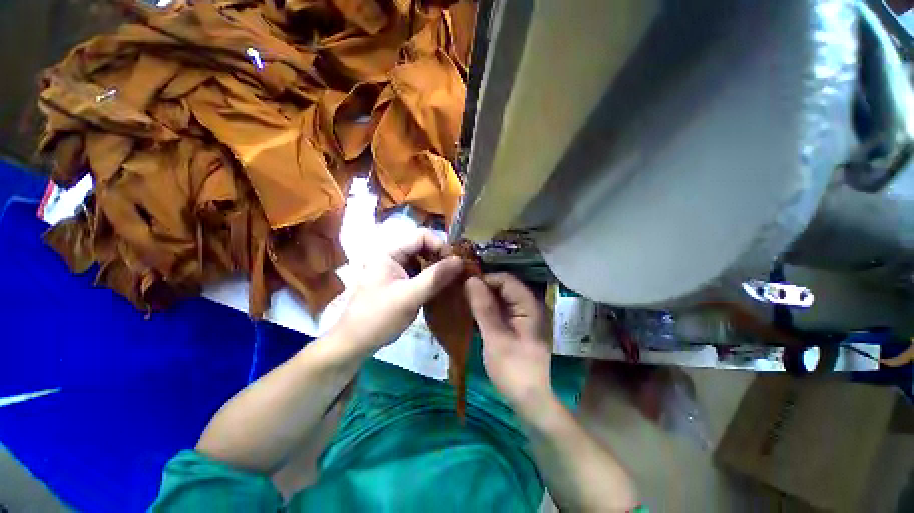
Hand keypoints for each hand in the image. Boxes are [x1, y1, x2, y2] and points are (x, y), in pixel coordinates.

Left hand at [334, 228, 462, 353]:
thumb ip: (435, 277)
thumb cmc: (379, 317)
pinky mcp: (398, 282)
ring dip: (437, 269)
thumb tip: (460, 261)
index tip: (454, 265)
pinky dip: (431, 278)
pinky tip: (439, 289)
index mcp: (389, 252)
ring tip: (450, 281)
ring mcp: (395, 269)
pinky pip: (419, 273)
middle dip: (440, 258)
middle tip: (455, 274)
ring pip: (422, 260)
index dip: (440, 246)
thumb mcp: (409, 296)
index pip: (421, 236)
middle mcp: (392, 256)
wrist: (355, 343)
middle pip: (423, 247)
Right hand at [465, 273, 554, 413]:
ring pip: (501, 297)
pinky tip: (473, 313)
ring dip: (483, 298)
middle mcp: (529, 305)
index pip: (505, 279)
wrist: (530, 401)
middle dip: (482, 288)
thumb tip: (470, 279)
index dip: (485, 279)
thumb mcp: (495, 337)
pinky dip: (487, 309)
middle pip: (504, 286)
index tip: (464, 287)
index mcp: (529, 305)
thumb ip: (484, 307)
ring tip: (463, 301)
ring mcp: (523, 315)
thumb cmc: (513, 369)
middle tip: (461, 294)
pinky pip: (500, 309)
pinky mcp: (517, 325)